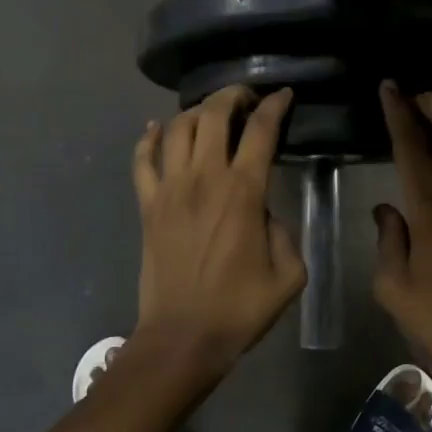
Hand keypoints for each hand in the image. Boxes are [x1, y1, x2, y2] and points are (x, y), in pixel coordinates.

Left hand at [132, 84, 306, 376]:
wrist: (183, 336)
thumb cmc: (240, 309)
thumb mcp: (289, 275)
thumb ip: (286, 233)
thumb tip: (266, 212)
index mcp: (243, 193)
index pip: (260, 130)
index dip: (275, 105)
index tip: (284, 95)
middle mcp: (204, 179)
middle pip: (213, 114)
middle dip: (232, 95)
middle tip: (246, 98)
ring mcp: (169, 189)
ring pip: (177, 128)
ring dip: (196, 111)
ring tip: (211, 114)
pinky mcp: (147, 205)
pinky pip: (142, 159)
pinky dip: (149, 137)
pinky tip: (159, 128)